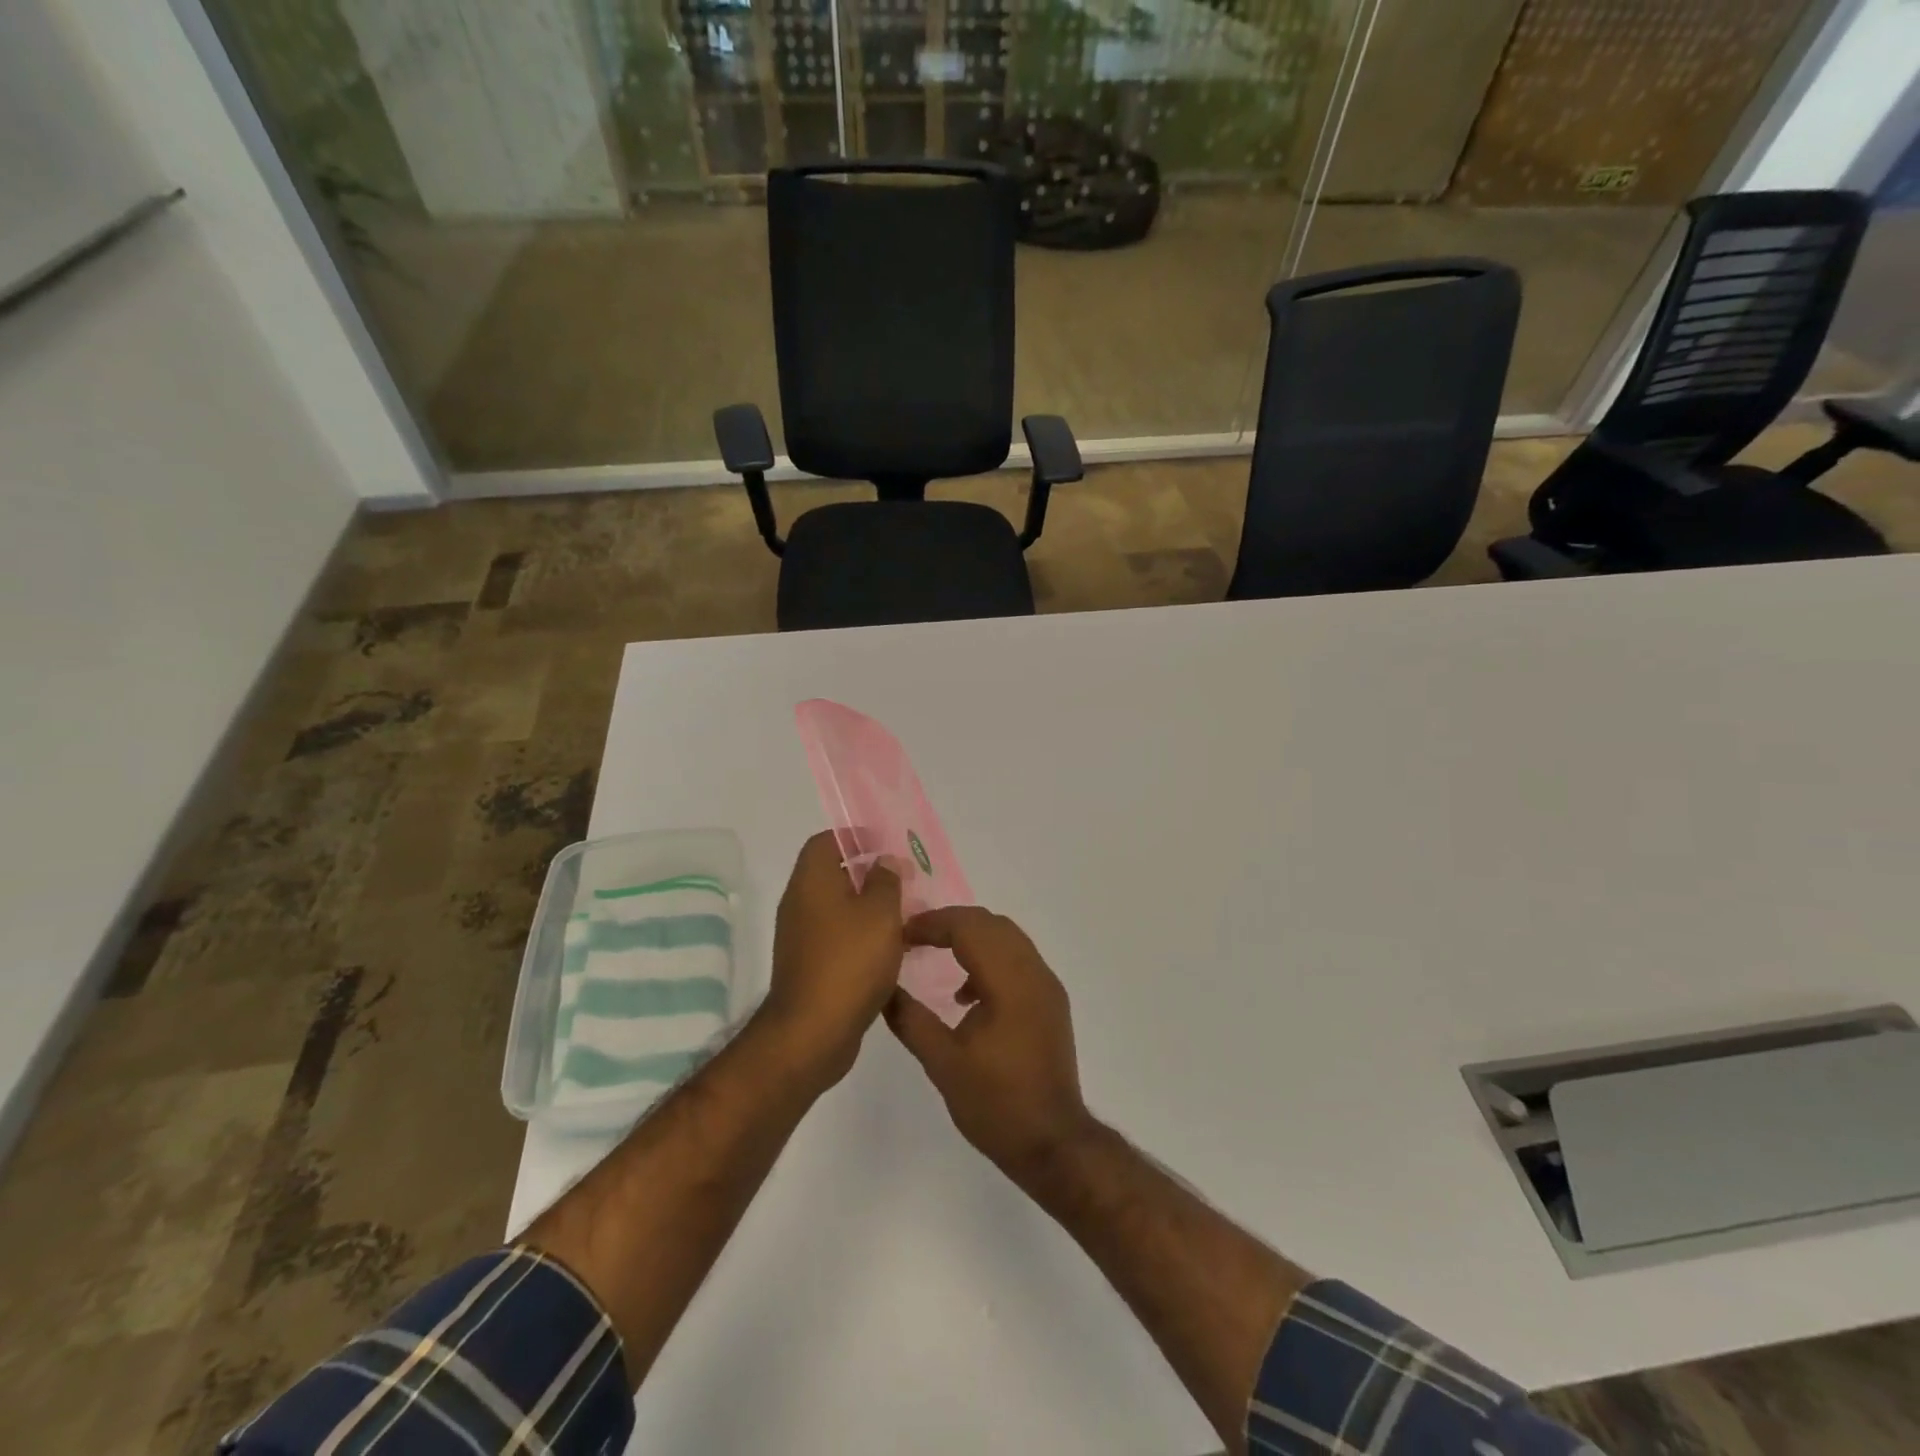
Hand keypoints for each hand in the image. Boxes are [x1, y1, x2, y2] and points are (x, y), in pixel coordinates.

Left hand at [760, 832, 904, 1087]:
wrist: (812, 1032)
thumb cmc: (849, 962)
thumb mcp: (880, 913)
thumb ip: (886, 881)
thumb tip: (884, 862)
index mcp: (812, 881)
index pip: (826, 841)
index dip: (855, 837)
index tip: (886, 846)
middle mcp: (800, 903)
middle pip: (834, 874)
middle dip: (870, 875)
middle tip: (906, 883)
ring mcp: (801, 937)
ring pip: (839, 909)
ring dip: (870, 909)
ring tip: (907, 918)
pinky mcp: (809, 966)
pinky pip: (838, 938)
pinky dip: (862, 937)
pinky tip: (892, 952)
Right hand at [884, 906, 1093, 1179]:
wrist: (1054, 1143)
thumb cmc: (996, 1104)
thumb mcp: (943, 1064)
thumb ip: (911, 1020)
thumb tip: (884, 989)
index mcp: (1009, 981)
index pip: (969, 927)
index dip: (932, 923)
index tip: (901, 934)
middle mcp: (1033, 972)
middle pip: (990, 924)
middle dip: (951, 923)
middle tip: (915, 938)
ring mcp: (1047, 986)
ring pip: (1007, 937)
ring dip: (972, 938)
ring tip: (936, 956)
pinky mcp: (1051, 1001)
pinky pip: (1018, 959)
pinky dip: (990, 958)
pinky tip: (966, 995)